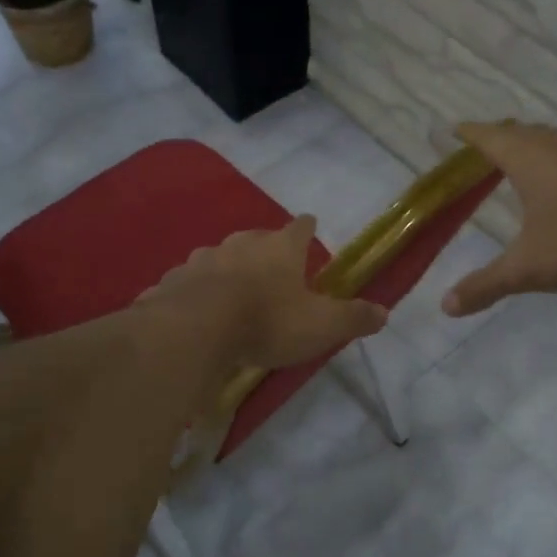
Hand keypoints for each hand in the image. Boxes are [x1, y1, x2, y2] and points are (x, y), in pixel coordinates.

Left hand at [143, 216, 387, 370]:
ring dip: (228, 271)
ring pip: (220, 259)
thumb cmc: (268, 321)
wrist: (195, 330)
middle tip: (273, 270)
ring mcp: (202, 259)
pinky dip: (196, 292)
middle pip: (257, 239)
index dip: (307, 229)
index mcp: (280, 248)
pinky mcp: (172, 281)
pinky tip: (196, 311)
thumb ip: (352, 318)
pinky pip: (189, 283)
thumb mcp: (321, 326)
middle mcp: (241, 244)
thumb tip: (384, 313)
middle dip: (265, 251)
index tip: (309, 227)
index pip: (300, 228)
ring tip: (233, 293)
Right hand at [443, 121, 556, 317]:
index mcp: (528, 161)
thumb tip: (447, 306)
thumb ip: (486, 285)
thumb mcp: (526, 268)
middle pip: (522, 132)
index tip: (453, 130)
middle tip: (484, 145)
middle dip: (500, 136)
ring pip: (553, 140)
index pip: (490, 138)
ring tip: (521, 158)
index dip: (470, 134)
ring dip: (533, 144)